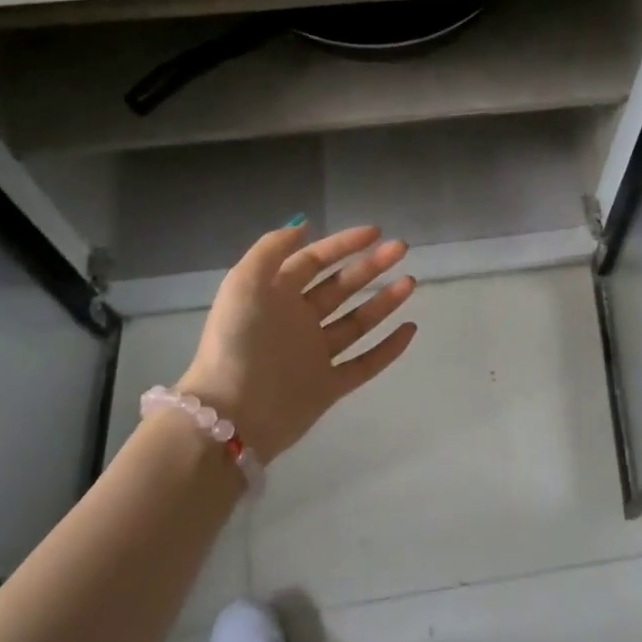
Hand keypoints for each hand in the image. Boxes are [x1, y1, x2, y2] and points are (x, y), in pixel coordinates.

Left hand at [175, 222, 418, 461]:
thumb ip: (271, 249)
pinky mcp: (328, 387)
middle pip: (341, 287)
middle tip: (401, 249)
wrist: (231, 415)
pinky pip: (365, 364)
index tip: (376, 232)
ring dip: (384, 301)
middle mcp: (297, 322)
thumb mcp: (243, 283)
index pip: (314, 261)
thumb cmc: (237, 342)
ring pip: (357, 322)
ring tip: (410, 282)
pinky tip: (410, 328)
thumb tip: (304, 226)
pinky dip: (388, 348)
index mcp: (276, 296)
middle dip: (371, 266)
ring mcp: (314, 355)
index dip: (343, 244)